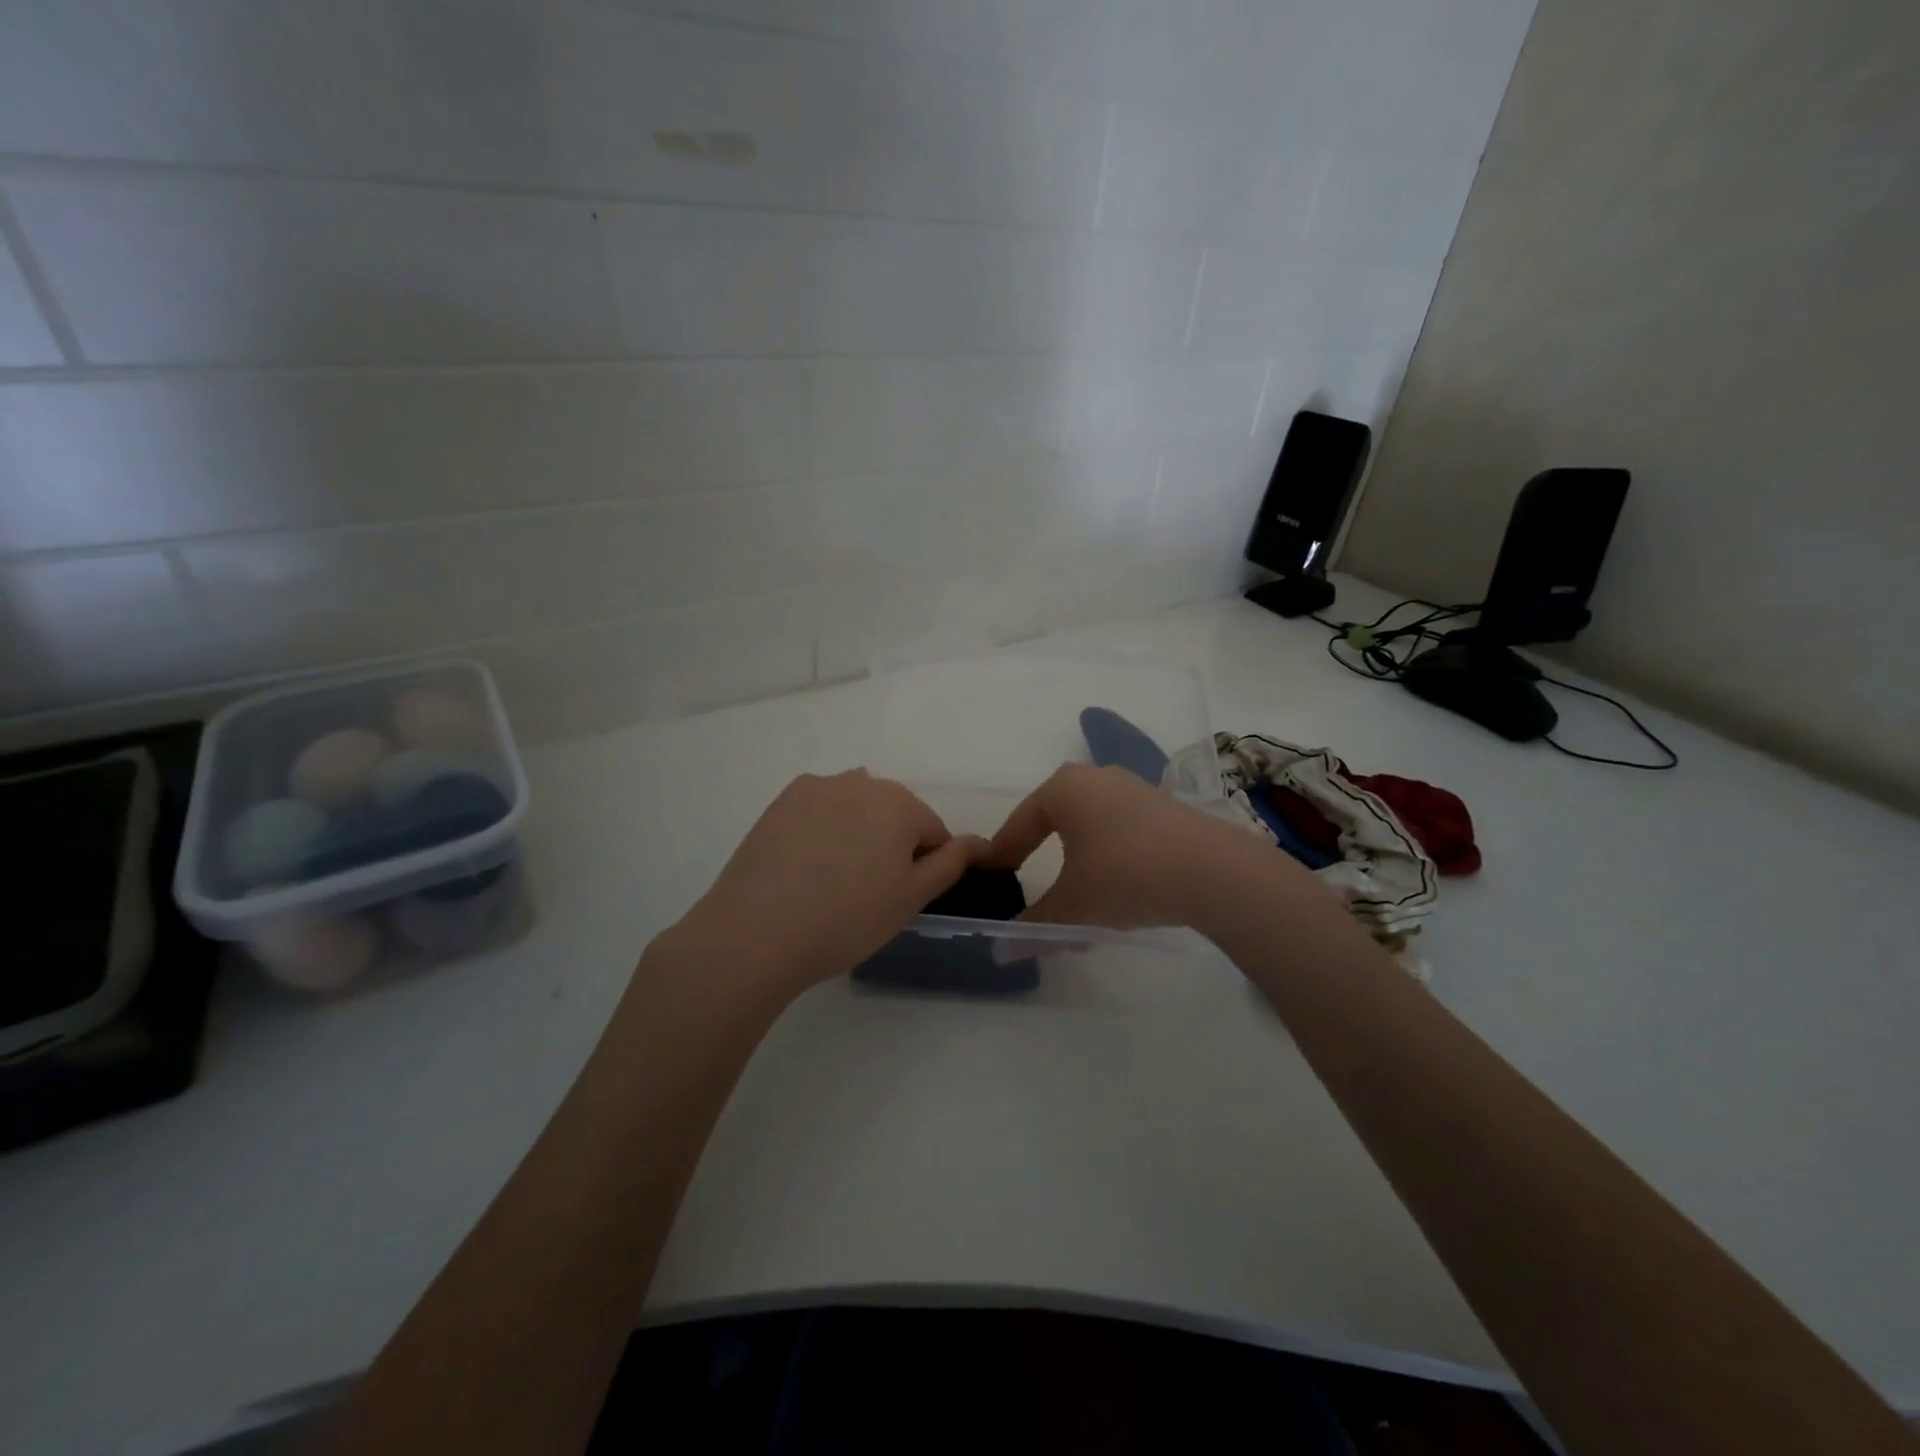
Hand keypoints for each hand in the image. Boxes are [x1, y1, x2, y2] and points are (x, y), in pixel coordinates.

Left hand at [668, 770, 986, 999]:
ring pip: (855, 810)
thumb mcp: (912, 897)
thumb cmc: (847, 919)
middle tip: (867, 894)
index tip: (899, 899)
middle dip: (890, 845)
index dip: (924, 867)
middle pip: (893, 813)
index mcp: (899, 802)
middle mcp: (860, 781)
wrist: (756, 932)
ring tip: (833, 882)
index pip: (933, 831)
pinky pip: (819, 811)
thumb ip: (951, 862)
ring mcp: (816, 788)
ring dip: (856, 835)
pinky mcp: (780, 801)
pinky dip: (822, 832)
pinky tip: (805, 869)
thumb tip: (980, 841)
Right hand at [984, 763, 1267, 929]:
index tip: (990, 879)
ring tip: (1074, 897)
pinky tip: (1115, 888)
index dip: (1001, 856)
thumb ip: (1033, 927)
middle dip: (1039, 856)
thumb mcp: (1072, 907)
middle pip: (1053, 821)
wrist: (1214, 871)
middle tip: (1027, 886)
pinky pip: (1119, 829)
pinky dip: (1107, 856)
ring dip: (1075, 859)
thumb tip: (1001, 951)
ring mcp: (1133, 788)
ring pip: (1088, 827)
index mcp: (1063, 789)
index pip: (1018, 825)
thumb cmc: (1125, 875)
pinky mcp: (1163, 806)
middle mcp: (1094, 777)